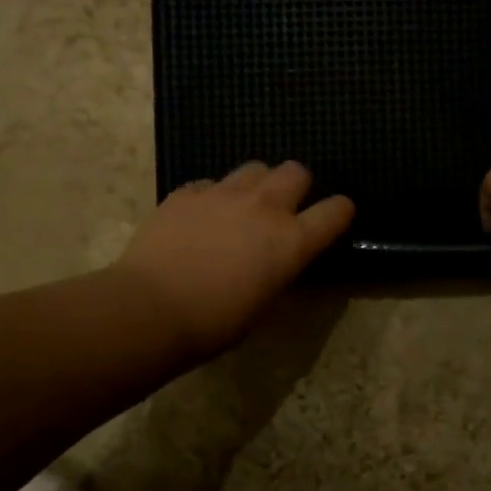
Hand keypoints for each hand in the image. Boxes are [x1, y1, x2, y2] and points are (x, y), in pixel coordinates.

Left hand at [115, 161, 353, 357]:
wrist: (151, 308)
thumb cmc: (215, 322)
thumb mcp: (263, 305)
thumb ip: (279, 273)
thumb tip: (280, 263)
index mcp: (291, 241)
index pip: (335, 211)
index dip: (340, 212)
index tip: (335, 217)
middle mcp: (264, 207)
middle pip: (296, 171)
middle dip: (297, 186)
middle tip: (284, 208)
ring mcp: (223, 194)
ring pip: (255, 168)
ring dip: (257, 184)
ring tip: (243, 207)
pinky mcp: (187, 192)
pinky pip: (211, 183)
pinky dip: (214, 196)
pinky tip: (202, 217)